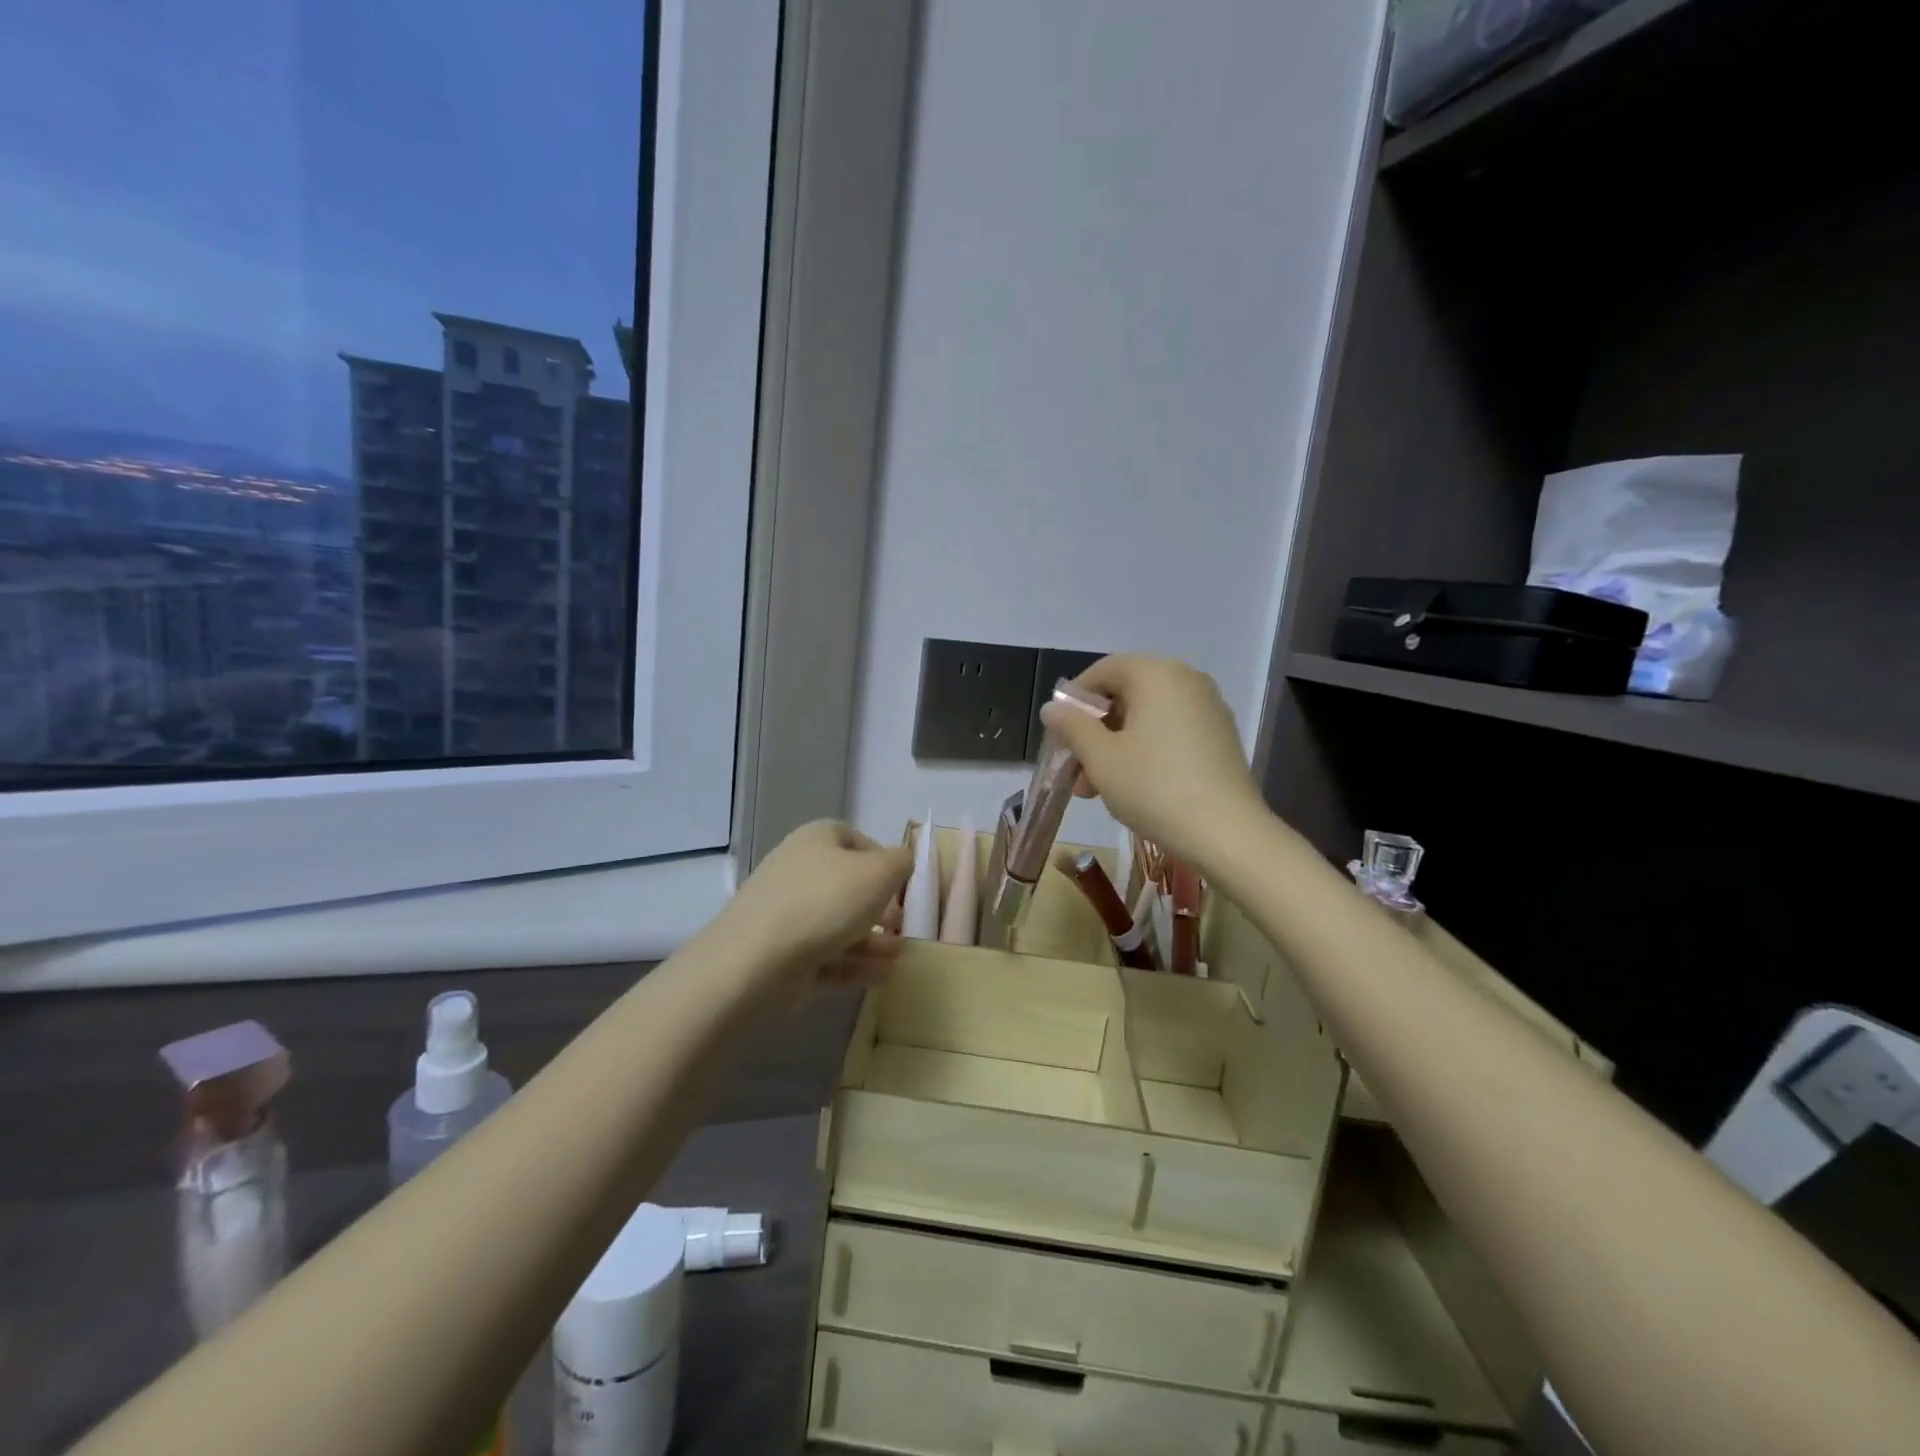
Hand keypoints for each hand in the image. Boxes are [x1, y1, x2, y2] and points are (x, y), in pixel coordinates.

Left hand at [721, 820, 913, 1001]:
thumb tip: (901, 863)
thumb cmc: (825, 902)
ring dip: (872, 941)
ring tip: (899, 958)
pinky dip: (853, 964)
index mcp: (817, 839)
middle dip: (880, 908)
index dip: (885, 862)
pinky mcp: (780, 955)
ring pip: (838, 924)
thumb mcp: (880, 873)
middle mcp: (798, 870)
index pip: (857, 841)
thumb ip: (901, 863)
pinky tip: (881, 976)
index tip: (904, 889)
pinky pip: (825, 955)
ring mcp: (786, 914)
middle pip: (847, 886)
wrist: (755, 961)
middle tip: (902, 928)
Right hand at [1039, 655, 1267, 870]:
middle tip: (1075, 771)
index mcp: (1156, 674)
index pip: (1103, 671)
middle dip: (1094, 732)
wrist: (1226, 833)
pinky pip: (1171, 732)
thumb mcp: (1101, 758)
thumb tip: (1052, 708)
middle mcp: (1186, 680)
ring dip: (1115, 747)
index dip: (1074, 701)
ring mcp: (1208, 708)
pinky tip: (1132, 788)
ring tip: (1095, 790)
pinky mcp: (1220, 737)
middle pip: (1125, 695)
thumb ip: (1072, 726)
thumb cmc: (1154, 787)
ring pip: (1147, 718)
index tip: (1060, 736)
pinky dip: (1145, 751)